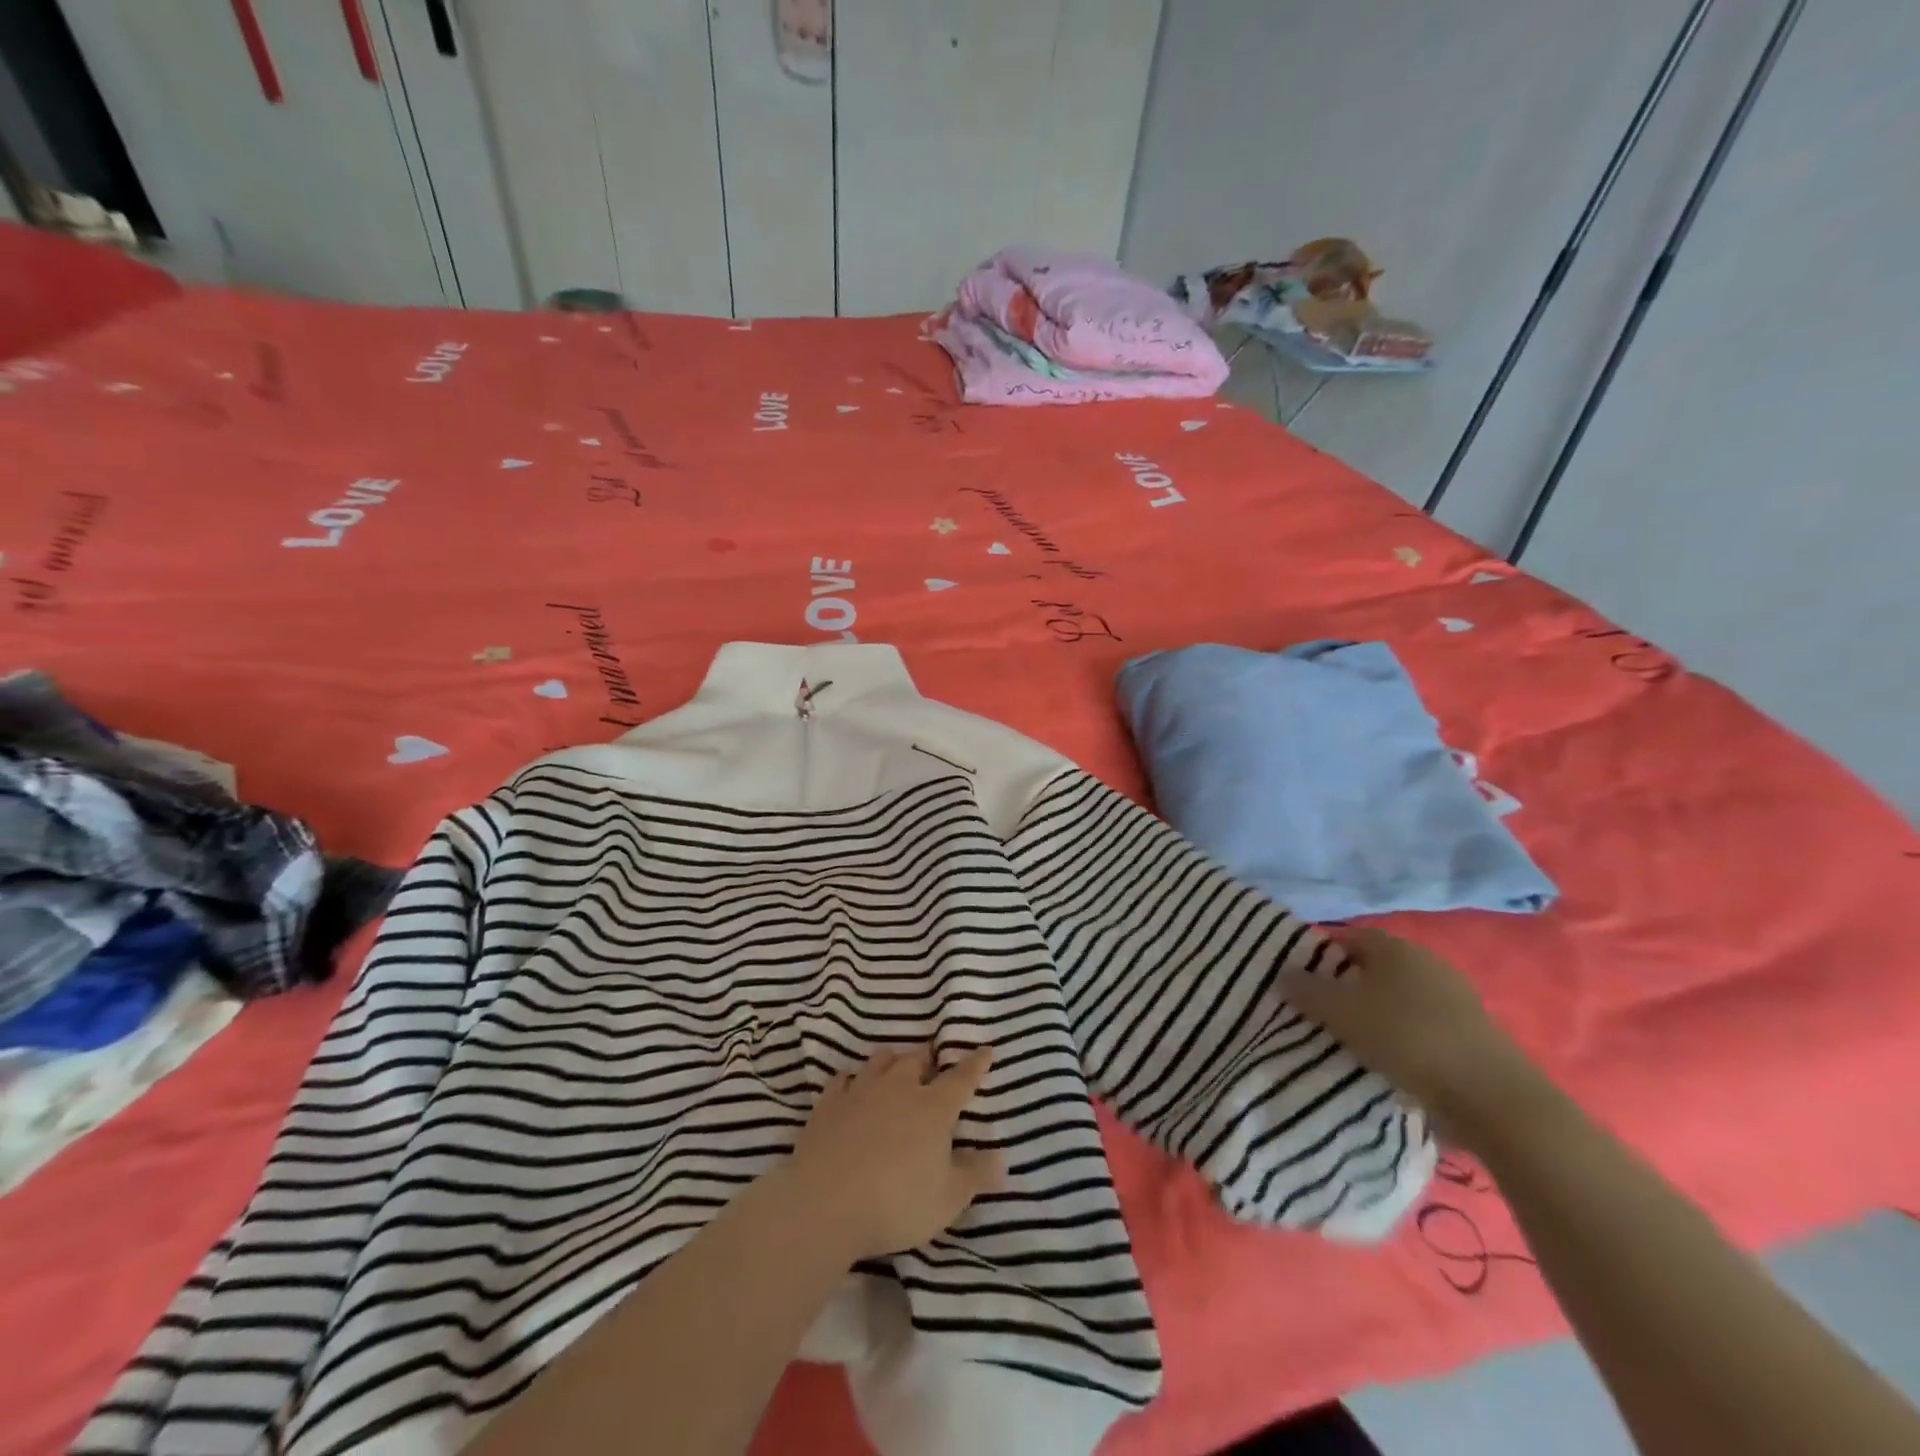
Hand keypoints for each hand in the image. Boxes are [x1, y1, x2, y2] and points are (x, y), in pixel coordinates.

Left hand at [785, 1045, 1003, 1262]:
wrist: (825, 1203)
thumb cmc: (896, 1202)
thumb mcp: (947, 1199)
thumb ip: (975, 1175)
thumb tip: (1002, 1158)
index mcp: (932, 1108)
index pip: (961, 1079)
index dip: (975, 1064)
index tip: (985, 1049)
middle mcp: (898, 1089)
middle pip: (916, 1060)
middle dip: (927, 1058)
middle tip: (932, 1061)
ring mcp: (860, 1092)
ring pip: (880, 1062)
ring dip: (891, 1060)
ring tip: (895, 1063)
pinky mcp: (828, 1105)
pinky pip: (842, 1080)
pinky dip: (850, 1079)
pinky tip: (850, 1084)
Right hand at [1281, 927, 1548, 1148]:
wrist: (1492, 1098)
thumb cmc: (1407, 1038)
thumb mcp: (1341, 1012)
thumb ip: (1306, 990)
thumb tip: (1282, 974)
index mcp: (1394, 947)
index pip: (1343, 938)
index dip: (1316, 956)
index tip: (1295, 982)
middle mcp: (1424, 963)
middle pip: (1369, 969)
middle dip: (1342, 988)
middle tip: (1313, 1013)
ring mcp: (1452, 998)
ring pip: (1393, 1000)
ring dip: (1370, 1016)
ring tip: (1344, 1042)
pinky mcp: (1468, 1034)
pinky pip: (1417, 1027)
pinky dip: (1397, 1038)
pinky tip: (1384, 1061)